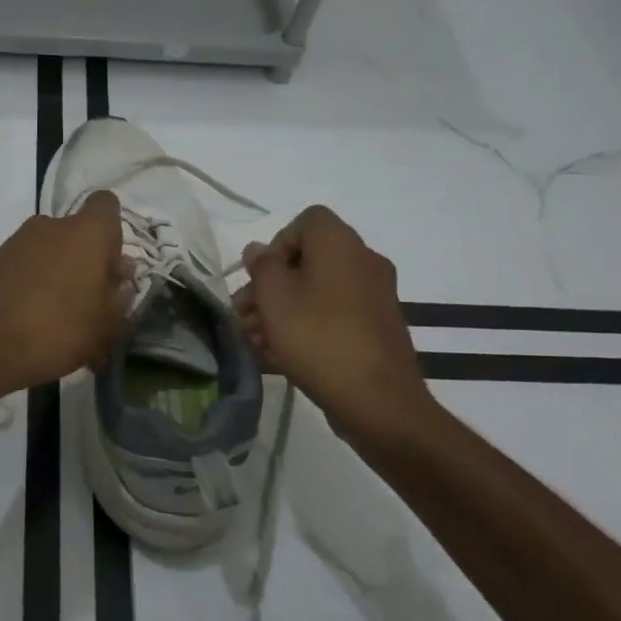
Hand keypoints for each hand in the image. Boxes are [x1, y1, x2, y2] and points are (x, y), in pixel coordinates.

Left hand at [0, 191, 131, 399]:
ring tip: (64, 315)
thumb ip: (119, 297)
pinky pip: (29, 266)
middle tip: (92, 299)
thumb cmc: (60, 330)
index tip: (112, 267)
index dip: (113, 234)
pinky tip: (39, 319)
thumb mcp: (106, 324)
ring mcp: (20, 241)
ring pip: (52, 250)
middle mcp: (52, 225)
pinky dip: (37, 284)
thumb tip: (119, 277)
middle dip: (87, 260)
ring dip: (62, 273)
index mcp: (87, 232)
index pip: (107, 205)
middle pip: (79, 233)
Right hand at [233, 205, 434, 434]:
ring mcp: (374, 297)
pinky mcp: (376, 329)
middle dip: (270, 285)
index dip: (276, 244)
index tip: (258, 277)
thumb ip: (262, 267)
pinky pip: (333, 316)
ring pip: (317, 292)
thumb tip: (259, 250)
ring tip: (254, 341)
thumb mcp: (274, 297)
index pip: (307, 221)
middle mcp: (363, 262)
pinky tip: (278, 357)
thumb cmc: (317, 336)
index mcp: (341, 244)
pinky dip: (306, 327)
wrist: (377, 399)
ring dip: (282, 310)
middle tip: (243, 314)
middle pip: (308, 260)